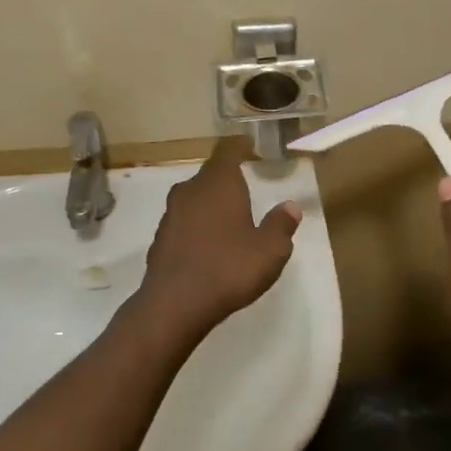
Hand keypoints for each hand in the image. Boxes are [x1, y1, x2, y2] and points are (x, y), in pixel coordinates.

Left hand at [132, 139, 301, 345]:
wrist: (174, 304)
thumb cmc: (228, 268)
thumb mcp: (269, 250)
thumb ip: (281, 225)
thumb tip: (290, 207)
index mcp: (219, 183)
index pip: (228, 150)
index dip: (240, 146)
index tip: (250, 146)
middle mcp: (191, 189)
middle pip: (210, 173)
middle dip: (227, 177)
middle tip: (246, 184)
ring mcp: (171, 213)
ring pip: (195, 197)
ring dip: (211, 202)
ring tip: (229, 216)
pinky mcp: (160, 237)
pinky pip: (184, 220)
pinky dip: (197, 224)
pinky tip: (208, 244)